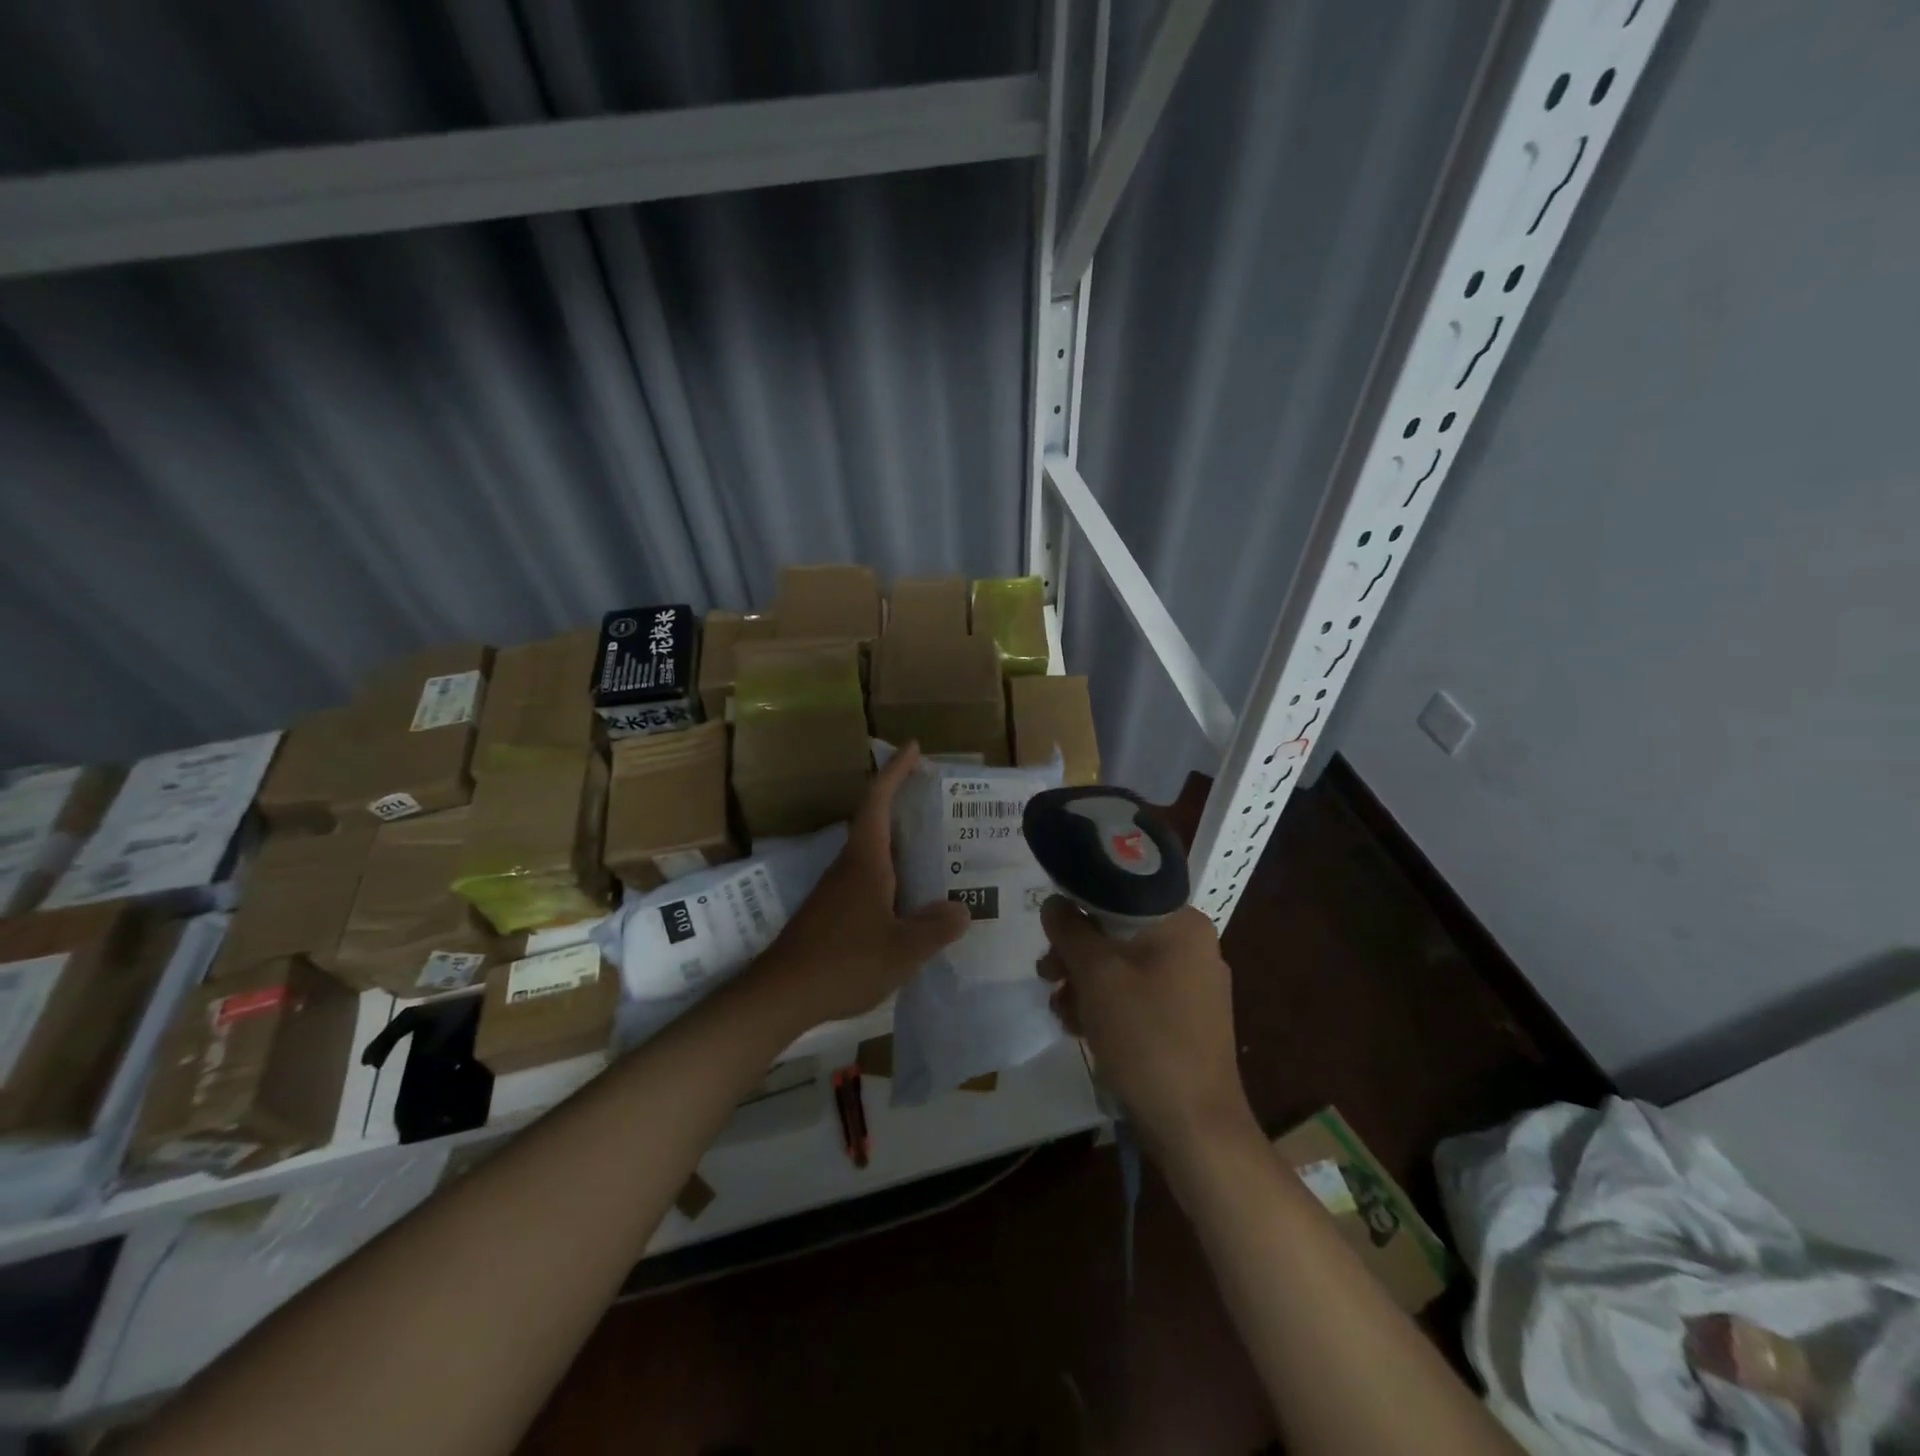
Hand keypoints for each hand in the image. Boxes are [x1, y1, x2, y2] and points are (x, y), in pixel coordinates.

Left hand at [759, 742, 969, 1025]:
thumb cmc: (843, 963)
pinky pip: (869, 880)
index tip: (914, 748)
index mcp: (865, 861)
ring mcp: (837, 890)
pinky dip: (894, 876)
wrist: (780, 994)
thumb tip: (962, 908)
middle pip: (877, 822)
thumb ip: (936, 928)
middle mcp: (849, 866)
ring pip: (874, 854)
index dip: (895, 771)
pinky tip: (912, 901)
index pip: (878, 801)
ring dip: (902, 845)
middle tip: (939, 802)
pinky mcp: (832, 912)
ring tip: (938, 852)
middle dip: (905, 805)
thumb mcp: (902, 950)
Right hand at [1039, 899, 1256, 1161]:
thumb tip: (1053, 903)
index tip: (1050, 934)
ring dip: (1086, 983)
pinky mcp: (1187, 1019)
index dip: (1078, 907)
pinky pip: (1139, 994)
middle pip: (1119, 931)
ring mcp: (1193, 985)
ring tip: (1062, 1012)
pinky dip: (1108, 1005)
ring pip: (1125, 965)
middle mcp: (1193, 946)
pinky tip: (1082, 1029)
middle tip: (1047, 975)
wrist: (1194, 1125)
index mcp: (1183, 923)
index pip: (1120, 892)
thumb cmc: (1145, 1036)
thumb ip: (1069, 930)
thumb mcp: (1096, 975)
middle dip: (1077, 955)